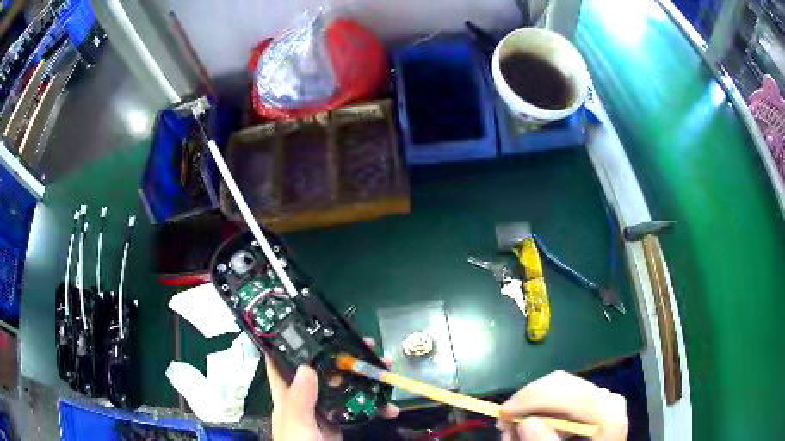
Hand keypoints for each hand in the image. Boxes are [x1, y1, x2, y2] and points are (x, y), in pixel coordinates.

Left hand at [265, 338, 399, 440]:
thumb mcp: (296, 424)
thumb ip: (300, 400)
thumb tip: (306, 367)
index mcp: (288, 395)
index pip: (282, 364)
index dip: (290, 344)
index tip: (307, 326)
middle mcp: (305, 399)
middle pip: (322, 371)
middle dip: (343, 356)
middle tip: (365, 343)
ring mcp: (324, 411)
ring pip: (343, 387)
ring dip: (364, 378)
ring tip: (385, 367)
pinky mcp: (340, 422)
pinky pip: (357, 409)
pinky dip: (374, 407)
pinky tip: (389, 407)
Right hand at [497, 371, 627, 440]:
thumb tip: (526, 422)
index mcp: (607, 412)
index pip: (565, 391)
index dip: (530, 399)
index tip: (502, 414)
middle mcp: (607, 397)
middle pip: (560, 385)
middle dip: (527, 402)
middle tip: (503, 424)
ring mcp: (602, 397)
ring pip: (559, 387)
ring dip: (530, 407)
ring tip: (512, 430)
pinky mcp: (595, 401)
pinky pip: (563, 395)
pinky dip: (541, 410)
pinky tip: (530, 426)